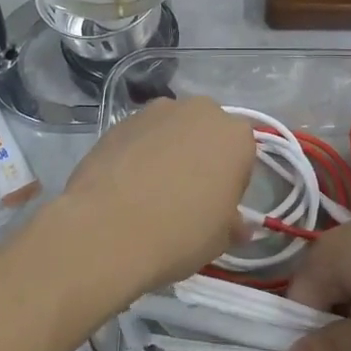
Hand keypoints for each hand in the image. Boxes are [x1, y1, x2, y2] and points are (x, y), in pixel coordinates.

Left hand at [59, 95, 256, 296]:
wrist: (107, 230)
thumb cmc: (180, 233)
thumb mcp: (220, 239)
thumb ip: (233, 223)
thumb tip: (237, 225)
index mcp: (235, 135)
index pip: (243, 154)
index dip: (231, 181)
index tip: (217, 205)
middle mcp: (199, 111)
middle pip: (207, 133)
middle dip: (201, 156)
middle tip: (187, 194)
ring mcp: (156, 111)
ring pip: (172, 130)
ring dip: (169, 151)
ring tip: (151, 190)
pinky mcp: (119, 121)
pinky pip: (140, 136)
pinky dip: (139, 153)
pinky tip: (126, 185)